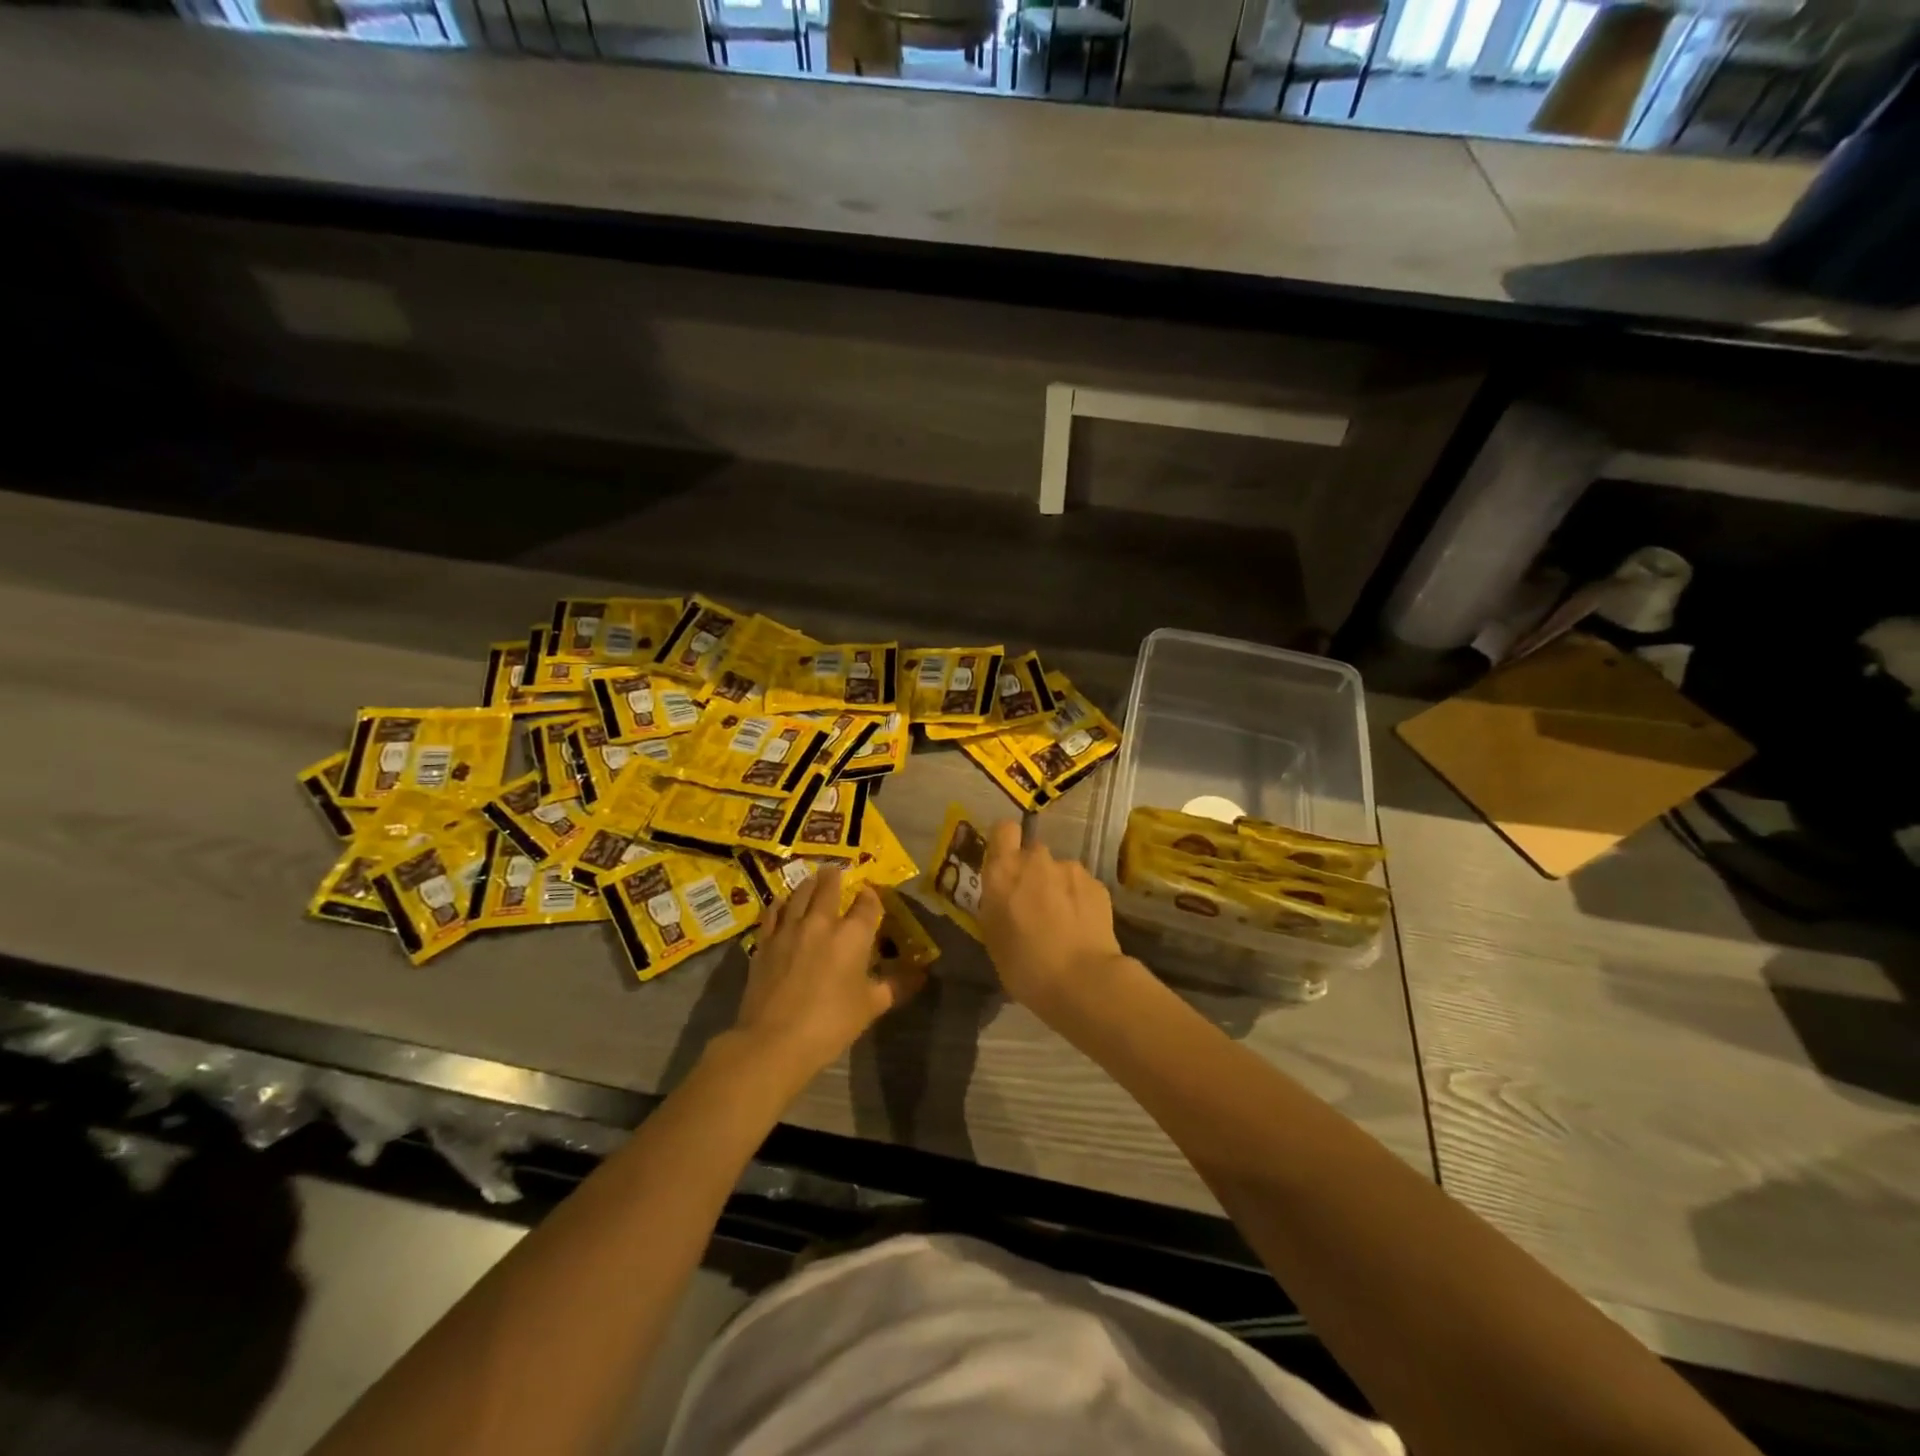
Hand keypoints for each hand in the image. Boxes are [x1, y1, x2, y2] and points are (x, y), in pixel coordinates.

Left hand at [733, 866, 926, 1083]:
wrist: (775, 1041)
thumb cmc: (831, 1024)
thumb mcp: (871, 1006)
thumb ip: (895, 986)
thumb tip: (922, 975)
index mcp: (853, 935)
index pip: (867, 903)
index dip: (871, 896)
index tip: (870, 894)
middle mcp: (821, 922)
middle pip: (828, 887)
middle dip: (834, 877)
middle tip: (836, 870)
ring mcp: (789, 929)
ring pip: (799, 894)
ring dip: (808, 884)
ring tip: (812, 879)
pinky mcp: (765, 943)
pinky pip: (773, 913)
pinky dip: (781, 905)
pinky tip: (783, 904)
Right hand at [977, 820, 1126, 1015]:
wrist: (1082, 980)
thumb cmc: (1024, 965)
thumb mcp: (993, 936)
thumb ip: (996, 903)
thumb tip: (1005, 895)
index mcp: (1003, 871)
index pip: (1002, 830)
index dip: (1005, 843)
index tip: (1005, 864)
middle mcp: (1036, 860)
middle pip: (1032, 853)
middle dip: (1032, 872)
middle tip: (1034, 905)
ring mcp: (1070, 869)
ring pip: (1059, 870)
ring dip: (1058, 887)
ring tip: (1063, 922)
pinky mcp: (1097, 884)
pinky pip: (1082, 885)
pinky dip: (1080, 900)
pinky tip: (1082, 927)